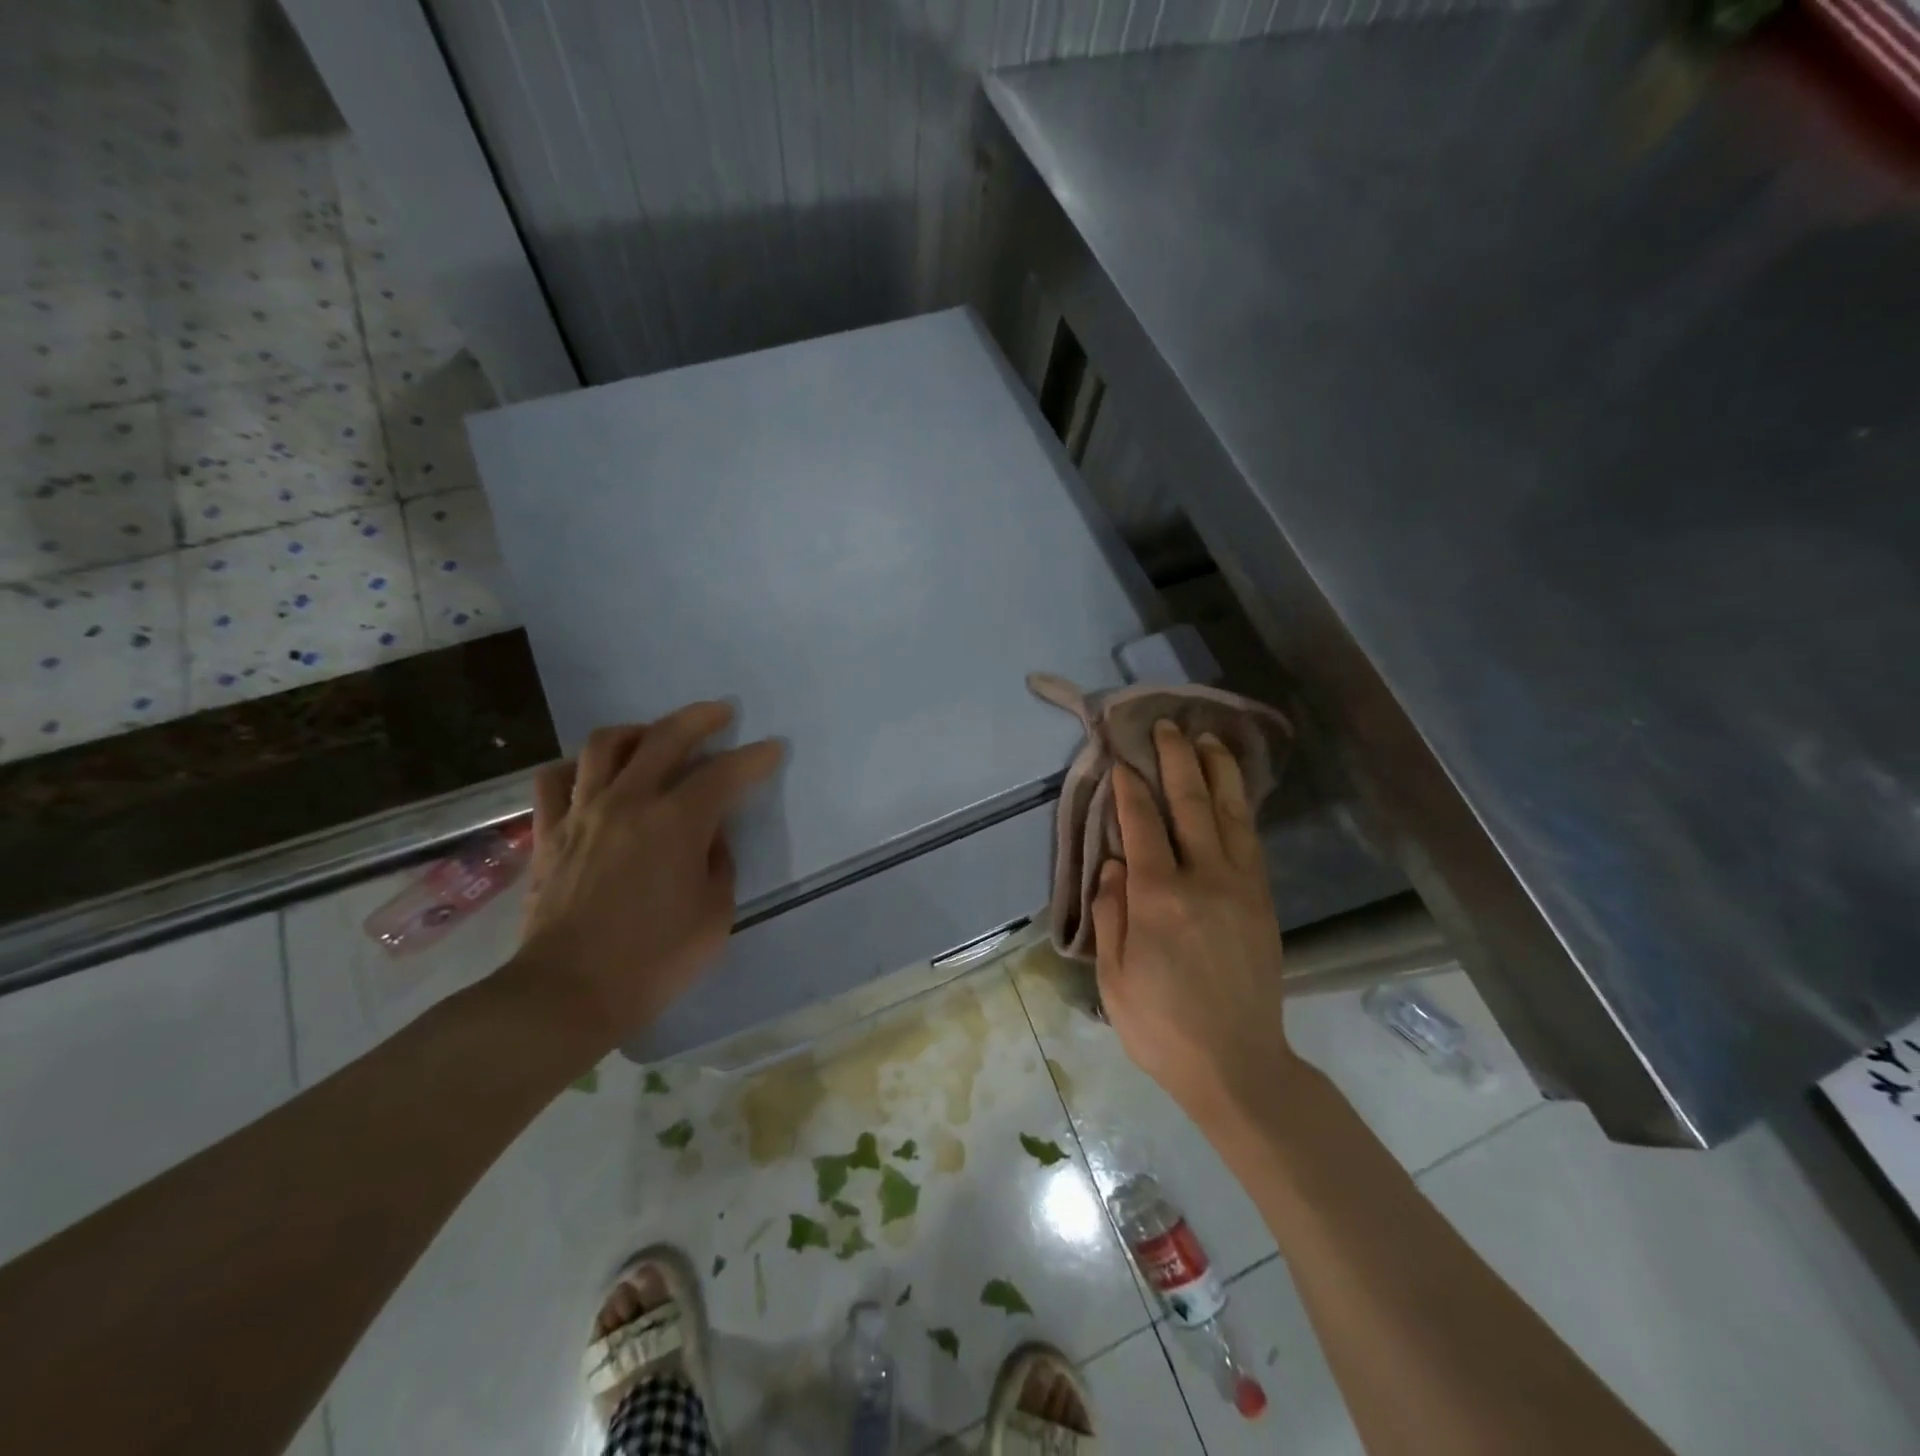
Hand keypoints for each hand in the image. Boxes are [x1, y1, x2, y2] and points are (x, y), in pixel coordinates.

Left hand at [510, 702, 782, 1049]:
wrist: (567, 993)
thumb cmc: (654, 960)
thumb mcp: (715, 914)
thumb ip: (718, 863)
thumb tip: (709, 836)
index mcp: (676, 823)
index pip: (725, 774)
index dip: (754, 758)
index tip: (772, 749)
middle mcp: (628, 803)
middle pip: (664, 737)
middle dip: (700, 718)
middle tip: (721, 713)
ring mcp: (582, 814)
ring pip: (605, 745)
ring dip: (638, 730)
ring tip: (655, 735)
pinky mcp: (549, 834)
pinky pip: (556, 780)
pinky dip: (578, 767)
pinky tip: (594, 774)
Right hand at [1092, 721, 1298, 1128]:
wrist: (1238, 1066)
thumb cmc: (1161, 1026)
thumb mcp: (1114, 977)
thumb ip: (1110, 913)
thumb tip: (1113, 863)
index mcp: (1159, 899)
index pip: (1142, 826)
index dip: (1131, 789)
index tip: (1123, 760)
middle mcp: (1204, 880)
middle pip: (1191, 805)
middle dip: (1178, 760)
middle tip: (1169, 726)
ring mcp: (1241, 888)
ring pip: (1230, 815)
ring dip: (1218, 772)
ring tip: (1209, 740)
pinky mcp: (1263, 902)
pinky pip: (1251, 841)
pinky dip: (1240, 808)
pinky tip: (1233, 793)